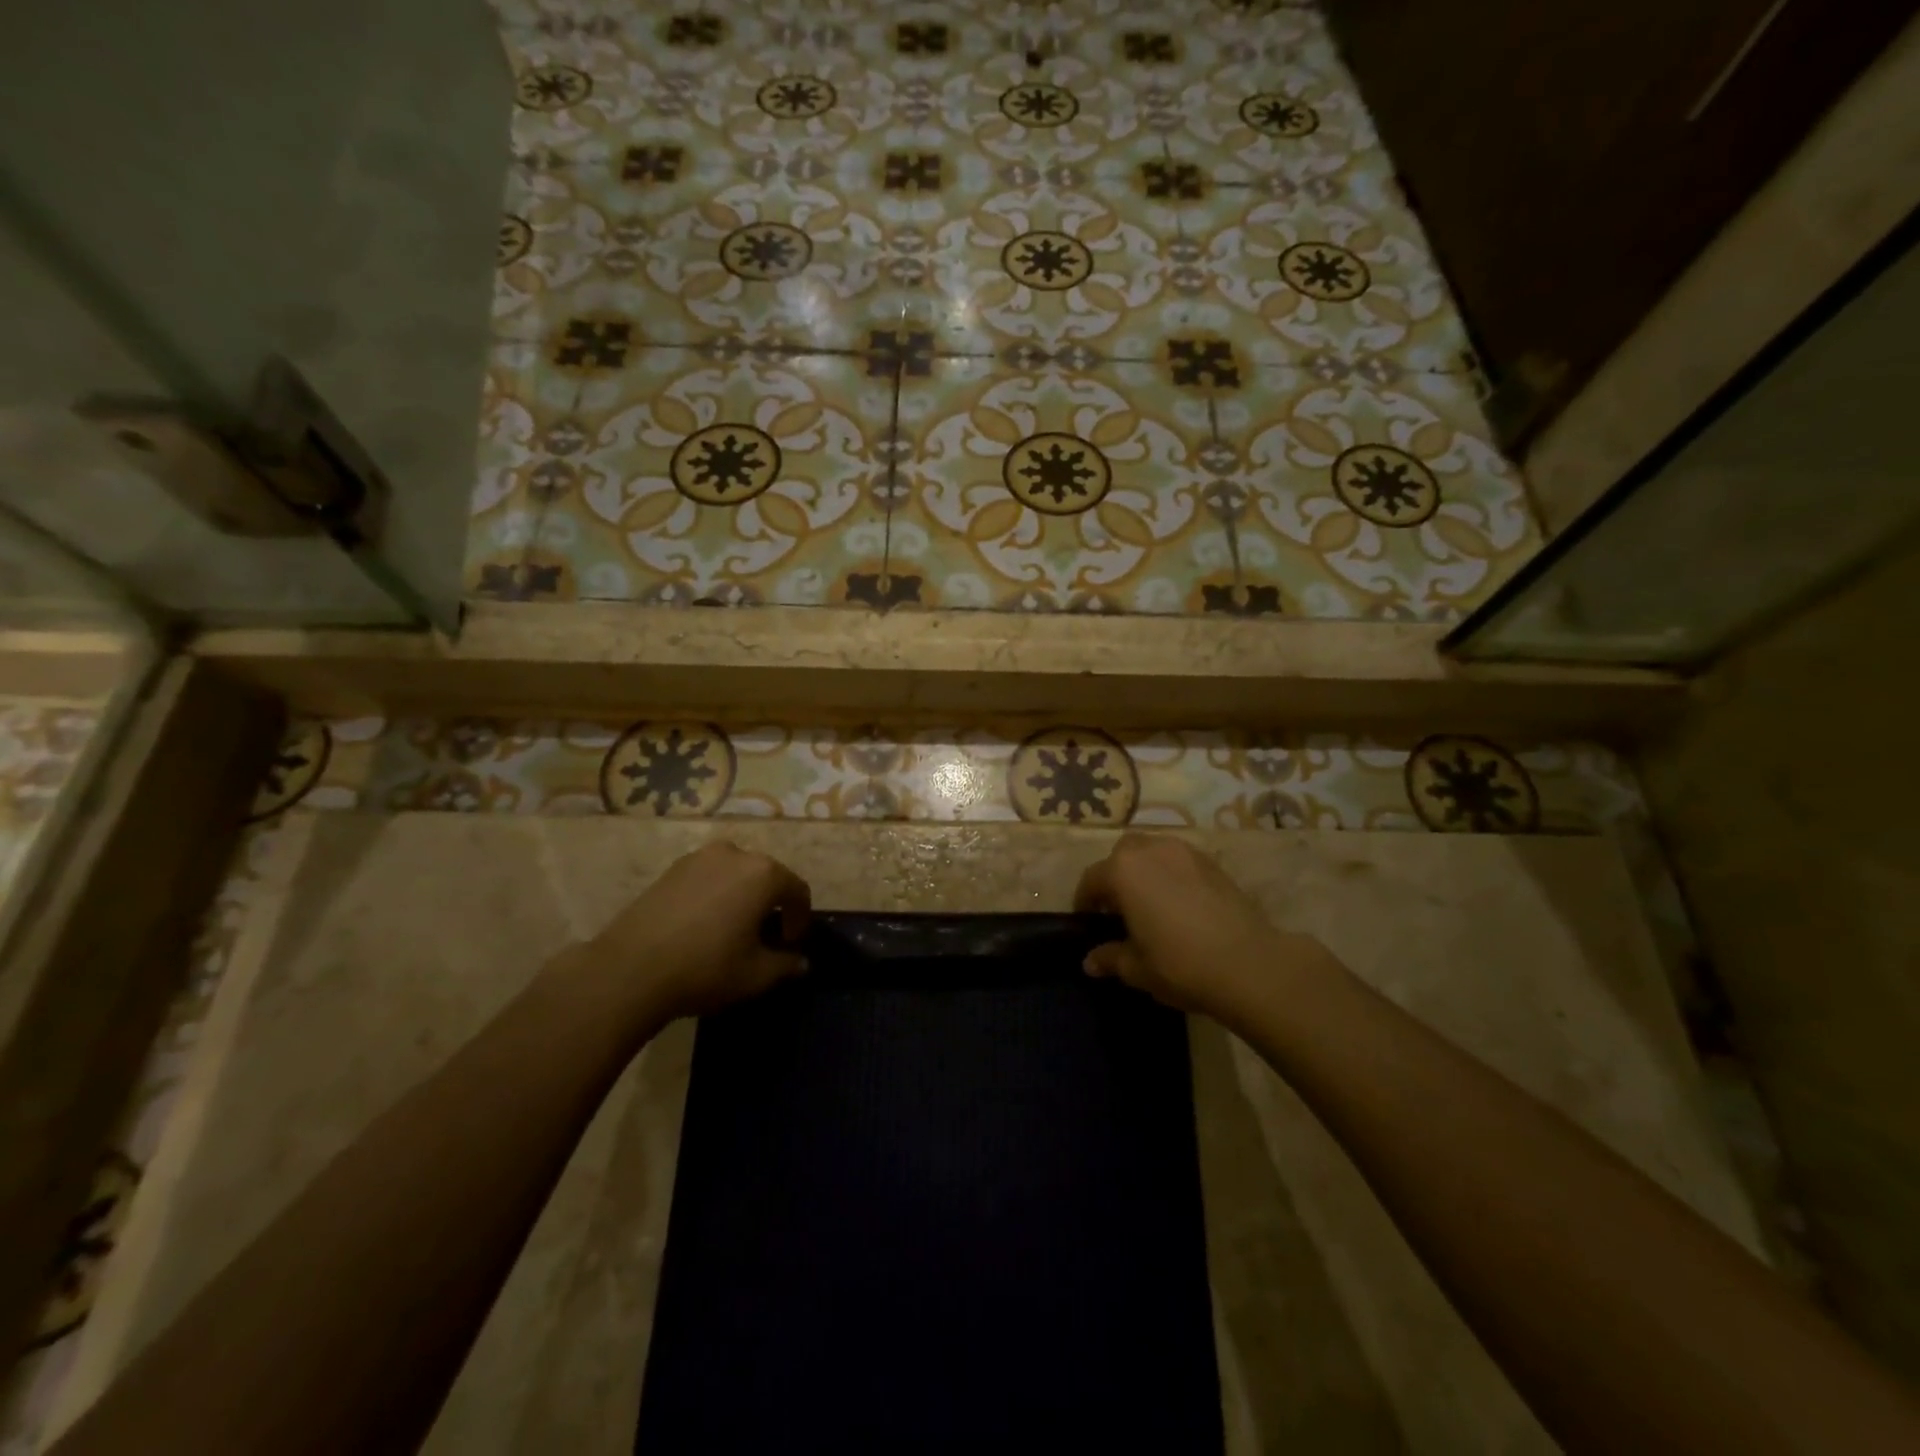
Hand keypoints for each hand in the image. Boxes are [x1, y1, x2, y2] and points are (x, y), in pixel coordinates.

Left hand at [587, 842, 811, 1023]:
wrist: (630, 970)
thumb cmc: (706, 968)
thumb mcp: (757, 975)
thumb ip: (786, 965)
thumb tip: (801, 962)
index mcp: (763, 873)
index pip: (797, 890)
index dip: (800, 918)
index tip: (791, 944)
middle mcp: (735, 854)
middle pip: (766, 876)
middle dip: (771, 904)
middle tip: (765, 936)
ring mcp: (699, 858)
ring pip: (735, 874)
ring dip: (742, 896)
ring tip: (733, 928)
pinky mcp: (671, 869)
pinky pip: (707, 877)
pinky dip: (715, 895)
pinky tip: (703, 924)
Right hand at [1074, 833, 1300, 1021]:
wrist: (1250, 965)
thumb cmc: (1180, 964)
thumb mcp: (1136, 968)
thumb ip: (1110, 957)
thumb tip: (1090, 962)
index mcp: (1123, 871)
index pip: (1092, 879)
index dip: (1085, 900)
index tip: (1088, 921)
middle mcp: (1151, 850)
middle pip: (1122, 854)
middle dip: (1115, 875)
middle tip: (1118, 908)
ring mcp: (1185, 852)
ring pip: (1153, 850)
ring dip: (1144, 870)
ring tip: (1150, 902)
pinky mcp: (1213, 863)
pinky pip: (1180, 860)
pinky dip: (1171, 874)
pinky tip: (1180, 903)